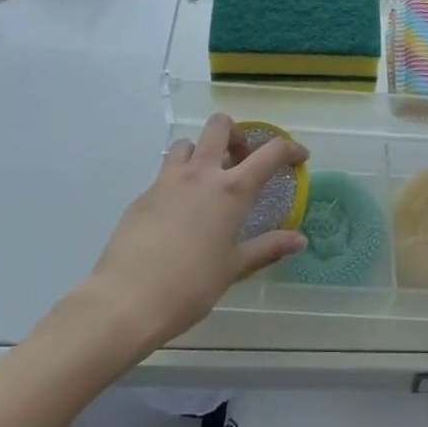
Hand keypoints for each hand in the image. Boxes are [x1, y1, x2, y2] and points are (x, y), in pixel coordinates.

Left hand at [83, 114, 307, 349]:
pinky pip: (166, 172)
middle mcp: (201, 174)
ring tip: (208, 181)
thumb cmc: (191, 286)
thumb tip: (300, 240)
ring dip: (203, 152)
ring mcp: (168, 180)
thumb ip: (268, 247)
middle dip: (236, 134)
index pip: (271, 153)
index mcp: (231, 190)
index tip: (299, 158)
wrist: (126, 300)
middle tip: (241, 161)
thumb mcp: (234, 267)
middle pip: (220, 126)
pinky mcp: (144, 194)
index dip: (290, 149)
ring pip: (188, 143)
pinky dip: (180, 179)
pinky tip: (180, 212)